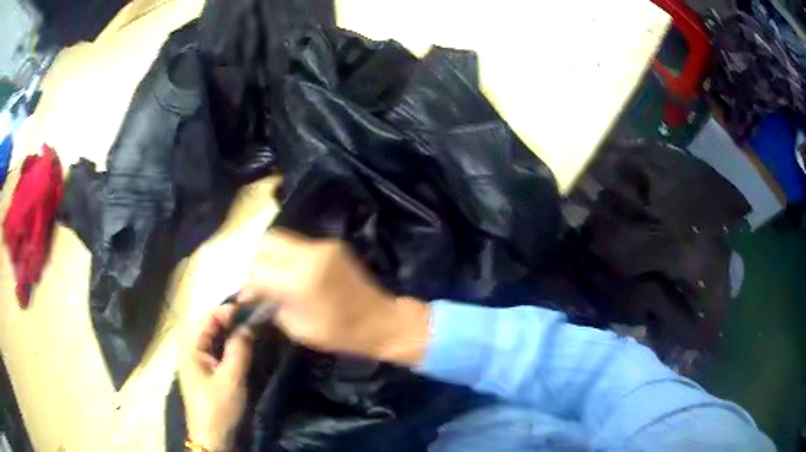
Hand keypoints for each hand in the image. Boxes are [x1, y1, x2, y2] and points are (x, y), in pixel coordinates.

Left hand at [179, 304, 253, 450]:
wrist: (214, 438)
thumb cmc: (219, 408)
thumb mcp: (231, 379)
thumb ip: (239, 348)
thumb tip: (250, 322)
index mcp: (191, 347)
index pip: (208, 318)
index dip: (229, 311)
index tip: (253, 310)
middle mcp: (191, 350)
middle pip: (211, 326)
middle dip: (232, 321)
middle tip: (257, 319)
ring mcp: (198, 361)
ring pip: (215, 338)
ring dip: (233, 333)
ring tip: (255, 329)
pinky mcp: (206, 372)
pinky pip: (218, 351)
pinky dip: (231, 346)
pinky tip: (246, 347)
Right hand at [238, 230, 430, 365]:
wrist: (381, 321)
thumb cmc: (340, 333)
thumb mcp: (297, 329)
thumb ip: (271, 306)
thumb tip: (254, 294)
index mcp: (299, 279)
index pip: (257, 269)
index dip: (248, 284)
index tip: (247, 297)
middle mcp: (309, 254)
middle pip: (266, 242)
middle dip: (256, 261)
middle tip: (257, 283)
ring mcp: (322, 246)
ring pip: (281, 239)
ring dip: (271, 257)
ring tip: (272, 278)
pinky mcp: (331, 245)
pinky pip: (299, 244)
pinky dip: (287, 256)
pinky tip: (290, 274)